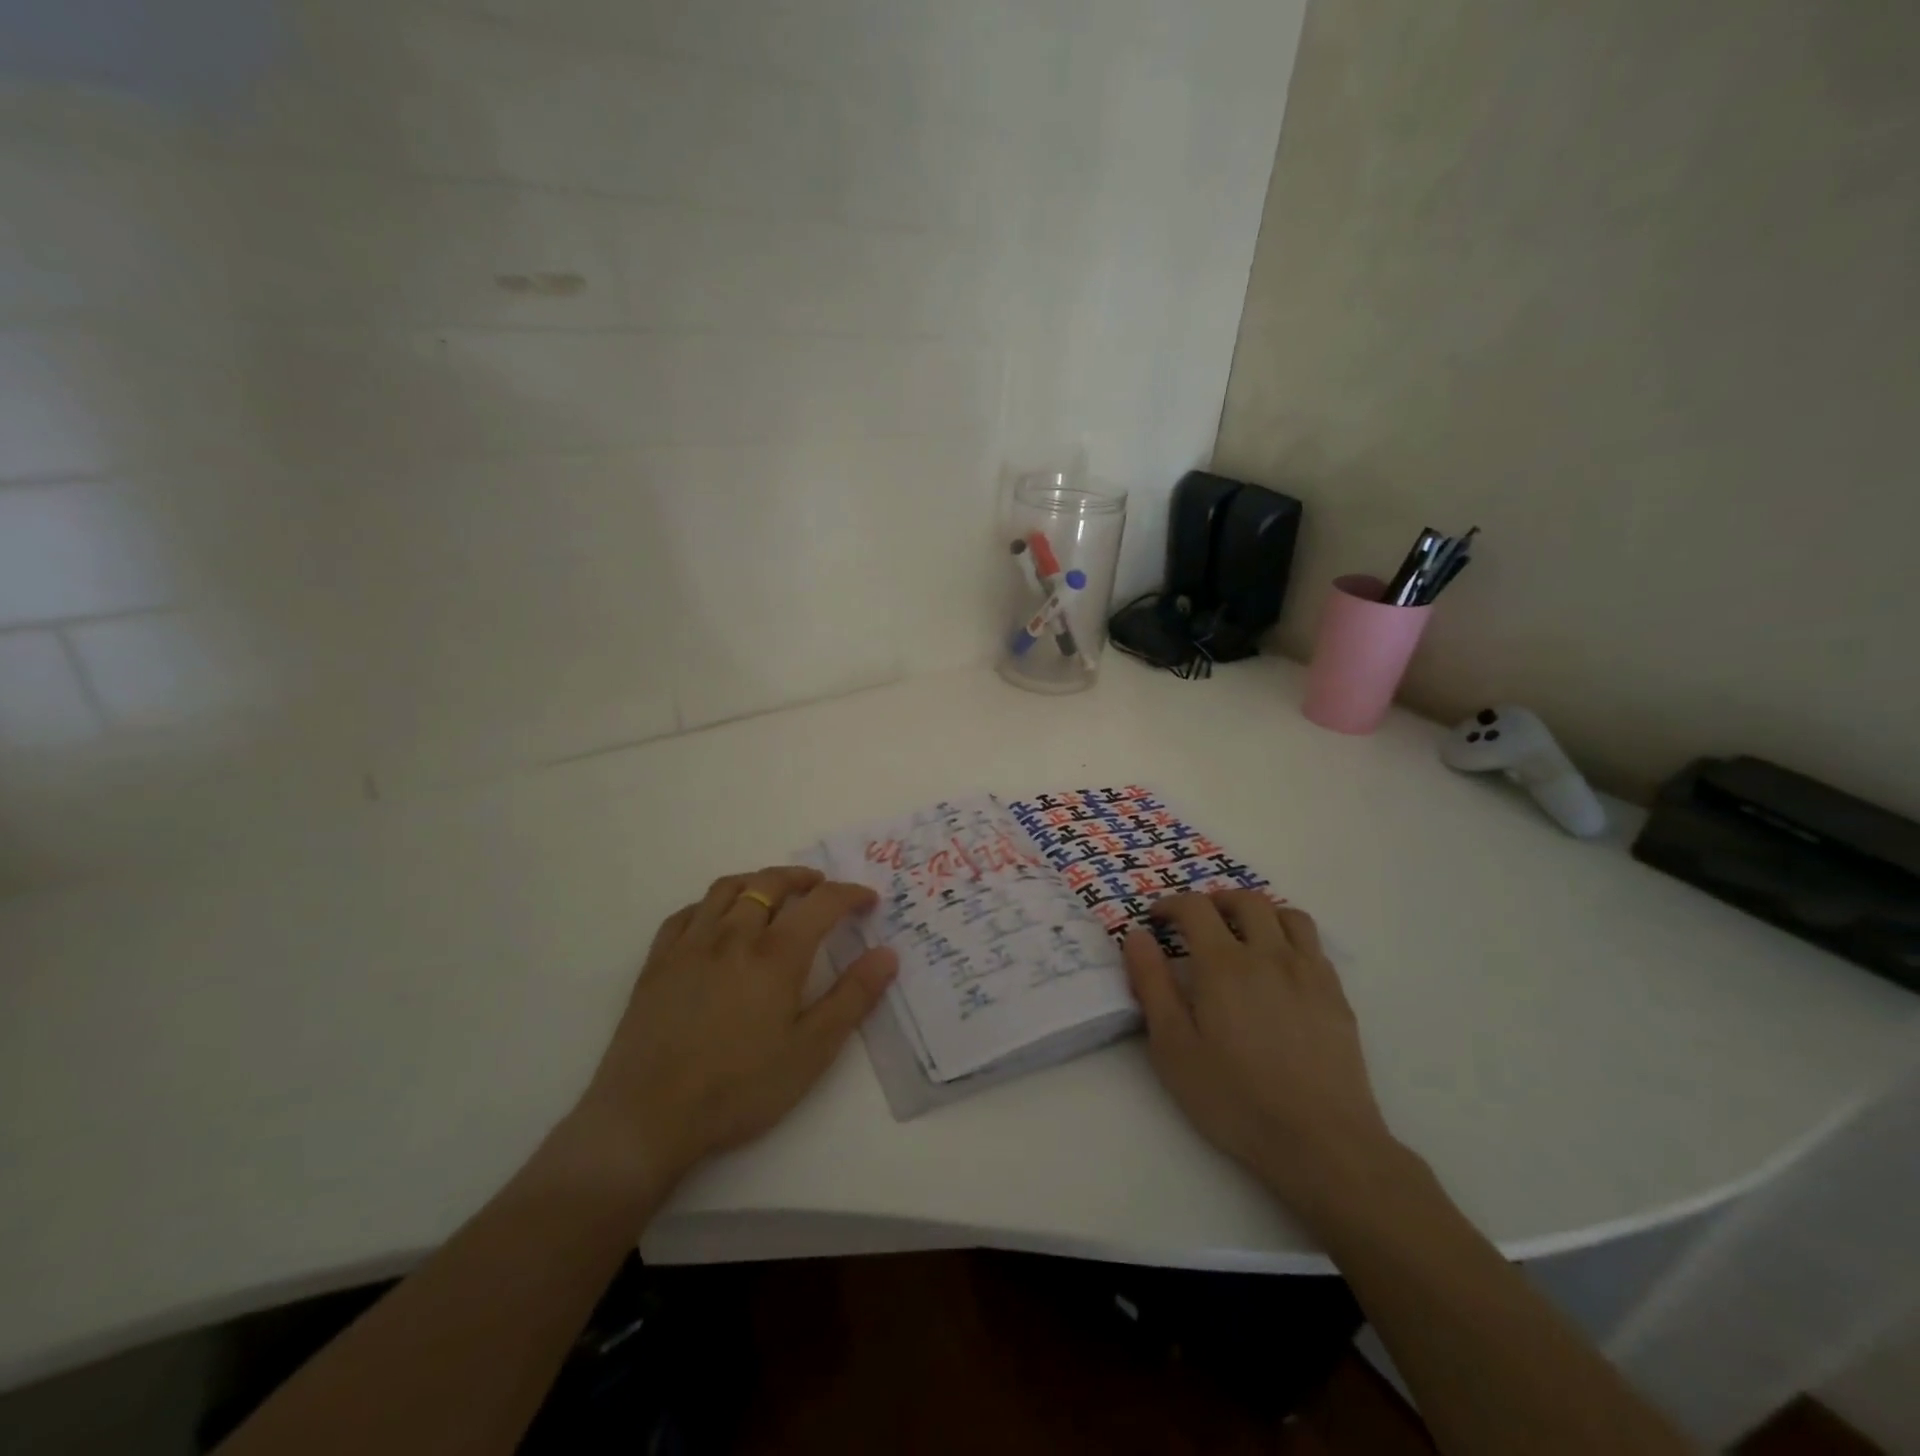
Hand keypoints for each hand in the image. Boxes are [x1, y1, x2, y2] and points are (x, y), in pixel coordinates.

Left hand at [569, 865, 896, 1190]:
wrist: (647, 1118)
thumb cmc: (739, 1088)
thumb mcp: (811, 1051)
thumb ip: (852, 998)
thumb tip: (887, 955)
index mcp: (776, 955)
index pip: (821, 903)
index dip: (850, 894)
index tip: (868, 899)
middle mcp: (733, 936)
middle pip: (770, 883)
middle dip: (802, 878)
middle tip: (820, 886)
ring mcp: (690, 945)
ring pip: (727, 889)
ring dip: (757, 880)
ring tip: (773, 891)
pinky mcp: (657, 962)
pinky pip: (687, 913)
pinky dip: (711, 905)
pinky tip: (716, 920)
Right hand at [1124, 891, 1401, 1217]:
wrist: (1320, 1141)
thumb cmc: (1234, 1097)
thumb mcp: (1173, 1047)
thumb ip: (1152, 985)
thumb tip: (1137, 937)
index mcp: (1223, 964)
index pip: (1195, 908)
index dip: (1171, 904)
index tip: (1156, 920)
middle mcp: (1268, 955)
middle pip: (1245, 900)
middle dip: (1215, 901)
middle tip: (1197, 921)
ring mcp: (1308, 972)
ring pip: (1286, 914)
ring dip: (1258, 912)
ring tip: (1242, 934)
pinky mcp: (1336, 995)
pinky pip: (1313, 944)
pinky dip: (1289, 937)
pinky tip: (1279, 967)